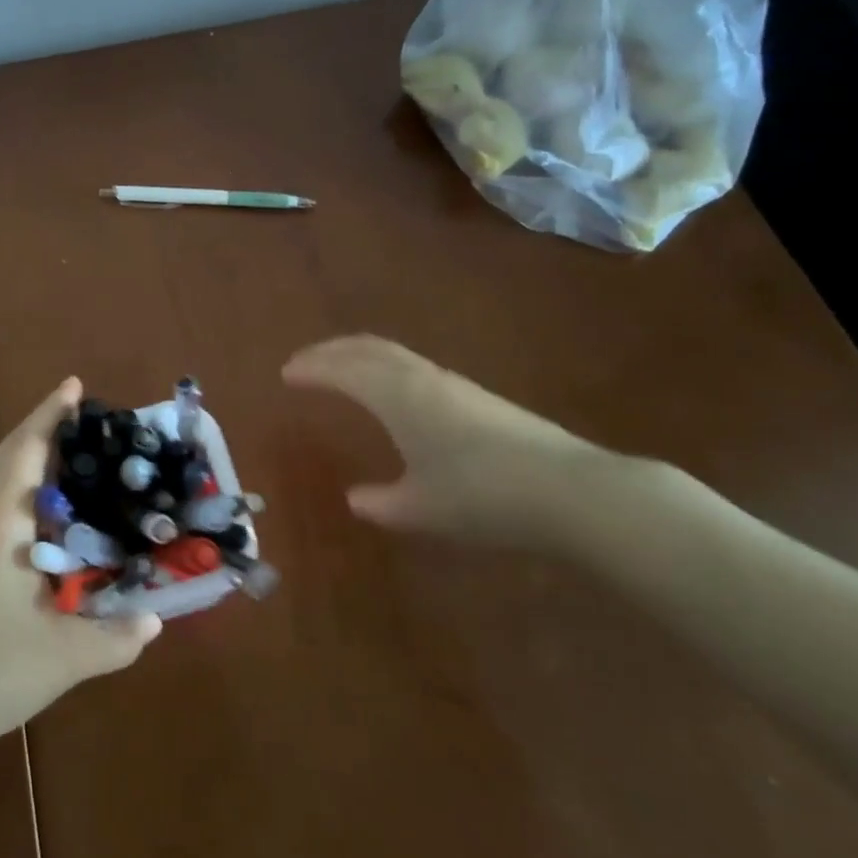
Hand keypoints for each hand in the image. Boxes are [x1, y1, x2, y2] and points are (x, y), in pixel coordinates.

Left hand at [0, 378, 160, 764]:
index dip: (51, 415)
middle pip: (6, 454)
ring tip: (67, 453)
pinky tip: (35, 510)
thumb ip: (116, 638)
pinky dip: (12, 483)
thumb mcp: (62, 659)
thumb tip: (154, 619)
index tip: (74, 385)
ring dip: (24, 455)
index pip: (26, 451)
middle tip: (83, 417)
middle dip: (41, 428)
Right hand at [282, 335, 624, 549]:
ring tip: (343, 369)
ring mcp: (454, 385)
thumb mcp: (421, 509)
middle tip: (306, 361)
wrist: (572, 491)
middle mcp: (422, 379)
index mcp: (398, 396)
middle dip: (332, 350)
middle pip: (369, 348)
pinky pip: (415, 368)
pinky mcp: (479, 398)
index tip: (285, 373)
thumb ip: (382, 503)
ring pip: (395, 355)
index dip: (312, 368)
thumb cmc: (483, 497)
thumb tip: (357, 499)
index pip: (343, 369)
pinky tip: (395, 393)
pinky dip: (388, 368)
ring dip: (361, 356)